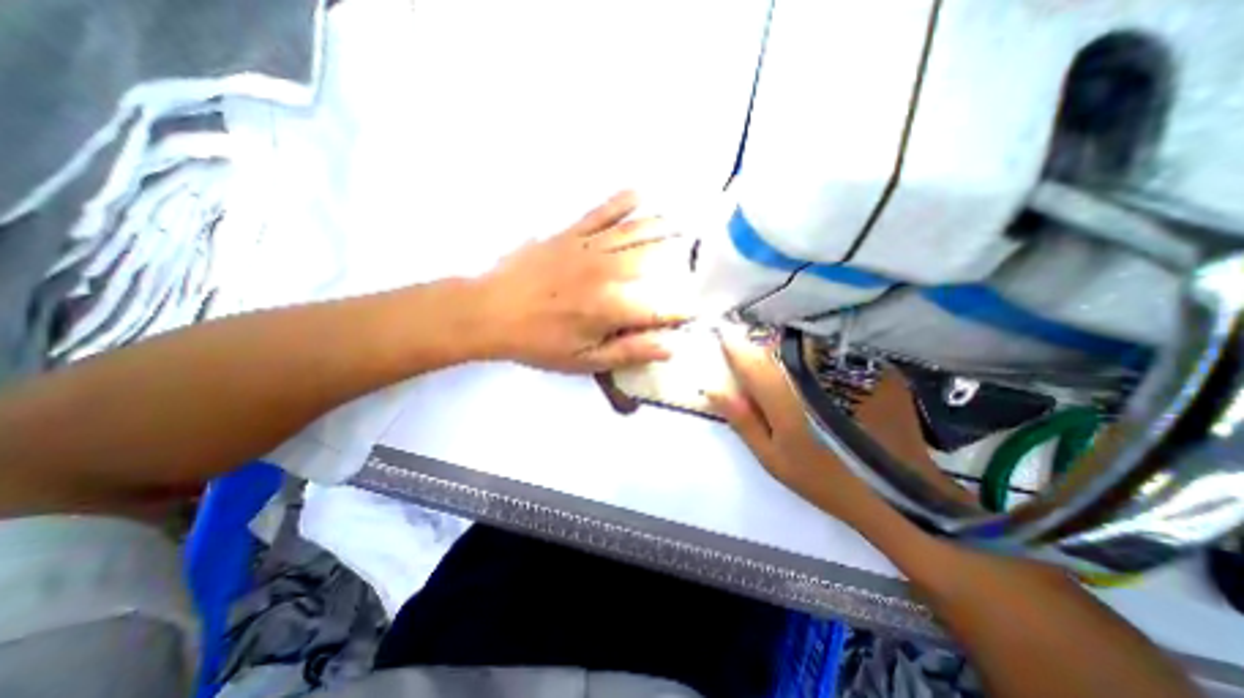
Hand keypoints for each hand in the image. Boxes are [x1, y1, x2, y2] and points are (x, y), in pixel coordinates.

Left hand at [478, 191, 695, 372]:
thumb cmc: (539, 342)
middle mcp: (608, 272)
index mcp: (612, 307)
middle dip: (679, 257)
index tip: (693, 311)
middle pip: (654, 259)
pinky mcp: (570, 234)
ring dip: (661, 227)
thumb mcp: (584, 359)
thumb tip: (669, 348)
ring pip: (634, 233)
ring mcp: (588, 248)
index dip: (680, 310)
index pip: (660, 308)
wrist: (491, 312)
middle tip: (695, 255)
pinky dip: (621, 202)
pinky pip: (600, 213)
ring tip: (681, 223)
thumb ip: (628, 352)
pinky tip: (638, 194)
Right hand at [705, 333, 867, 523]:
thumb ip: (742, 420)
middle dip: (761, 346)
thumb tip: (713, 388)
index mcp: (784, 398)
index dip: (733, 347)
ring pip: (807, 343)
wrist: (898, 493)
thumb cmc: (824, 479)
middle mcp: (814, 375)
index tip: (722, 336)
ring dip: (790, 348)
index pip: (749, 360)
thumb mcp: (772, 458)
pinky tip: (824, 373)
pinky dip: (821, 355)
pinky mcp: (875, 370)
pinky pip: (836, 351)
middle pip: (777, 346)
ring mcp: (848, 369)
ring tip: (789, 363)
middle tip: (757, 358)